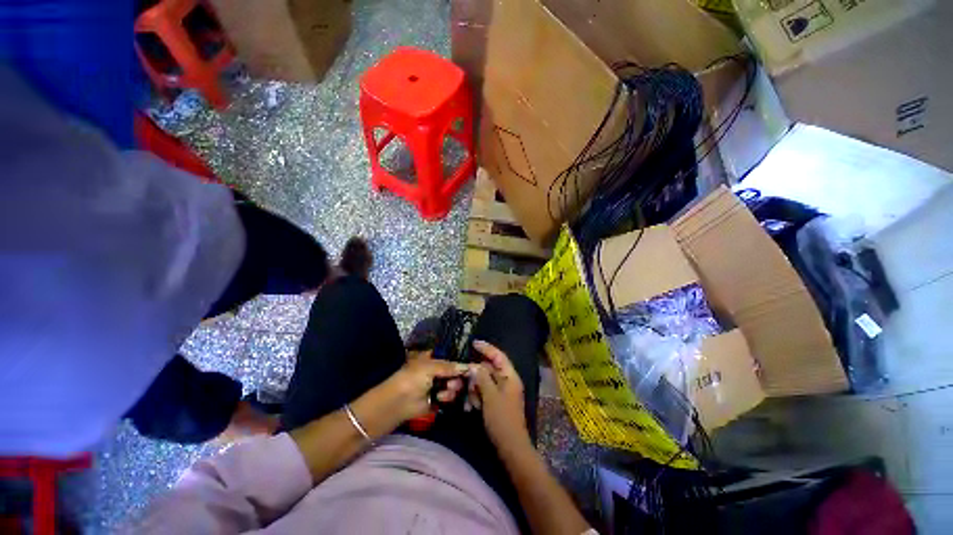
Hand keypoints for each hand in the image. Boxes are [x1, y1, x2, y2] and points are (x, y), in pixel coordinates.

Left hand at [386, 354, 468, 420]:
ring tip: (444, 391)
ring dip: (452, 388)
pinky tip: (441, 398)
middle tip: (452, 381)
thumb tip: (467, 366)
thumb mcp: (430, 367)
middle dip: (457, 377)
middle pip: (456, 372)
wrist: (398, 403)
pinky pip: (450, 397)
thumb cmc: (412, 378)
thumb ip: (450, 366)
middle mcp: (437, 371)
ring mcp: (438, 386)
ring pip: (455, 385)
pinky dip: (448, 398)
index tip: (471, 366)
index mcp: (433, 359)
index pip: (452, 358)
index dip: (461, 362)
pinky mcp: (438, 400)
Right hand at [467, 340, 530, 448]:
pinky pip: (484, 393)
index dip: (487, 348)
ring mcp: (501, 393)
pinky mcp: (496, 403)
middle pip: (489, 370)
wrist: (510, 448)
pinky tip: (470, 406)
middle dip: (475, 374)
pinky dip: (476, 397)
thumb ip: (482, 378)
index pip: (498, 356)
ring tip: (468, 399)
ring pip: (484, 382)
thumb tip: (474, 366)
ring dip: (474, 388)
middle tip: (462, 380)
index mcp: (510, 377)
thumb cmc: (502, 419)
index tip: (474, 343)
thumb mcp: (490, 396)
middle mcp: (507, 382)